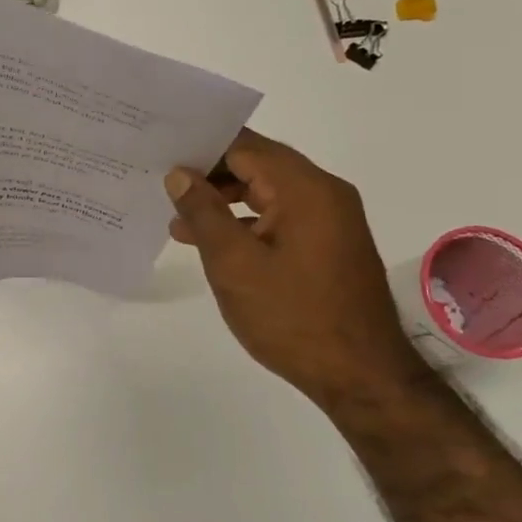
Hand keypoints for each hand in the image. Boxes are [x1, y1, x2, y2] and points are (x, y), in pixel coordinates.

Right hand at [165, 129, 429, 409]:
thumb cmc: (292, 316)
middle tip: (161, 185)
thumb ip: (203, 213)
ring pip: (267, 193)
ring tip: (177, 221)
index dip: (202, 147)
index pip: (245, 147)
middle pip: (258, 166)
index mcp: (305, 189)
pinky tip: (213, 244)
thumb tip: (179, 174)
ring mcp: (330, 221)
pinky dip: (245, 224)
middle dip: (209, 174)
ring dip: (224, 202)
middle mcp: (324, 194)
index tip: (161, 155)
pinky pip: (280, 218)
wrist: (359, 374)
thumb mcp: (234, 263)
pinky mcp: (328, 246)